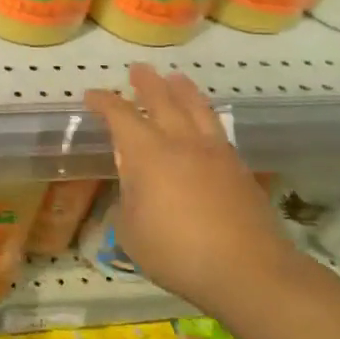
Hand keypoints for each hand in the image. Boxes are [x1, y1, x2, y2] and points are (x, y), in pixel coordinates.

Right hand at [85, 65, 295, 306]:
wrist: (247, 269)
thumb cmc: (176, 251)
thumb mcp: (131, 232)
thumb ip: (128, 202)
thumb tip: (134, 190)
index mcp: (147, 153)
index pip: (120, 116)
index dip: (103, 102)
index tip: (91, 95)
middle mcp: (180, 142)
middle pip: (162, 99)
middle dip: (147, 83)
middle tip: (138, 70)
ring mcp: (215, 152)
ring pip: (197, 108)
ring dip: (183, 90)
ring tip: (176, 78)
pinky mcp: (239, 168)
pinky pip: (217, 129)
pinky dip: (205, 116)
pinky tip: (205, 122)